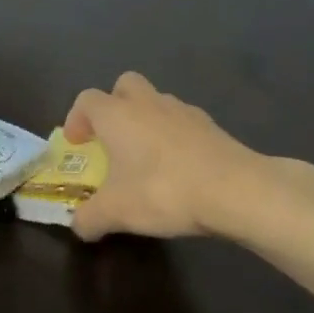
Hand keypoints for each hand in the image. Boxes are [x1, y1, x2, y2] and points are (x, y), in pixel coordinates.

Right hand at [64, 72, 276, 242]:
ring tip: (147, 156)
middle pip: (125, 86)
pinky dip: (175, 137)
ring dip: (146, 120)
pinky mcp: (212, 127)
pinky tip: (180, 168)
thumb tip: (78, 226)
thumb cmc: (163, 190)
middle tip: (112, 137)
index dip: (76, 119)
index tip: (78, 144)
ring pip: (157, 102)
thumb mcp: (116, 212)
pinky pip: (183, 123)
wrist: (237, 190)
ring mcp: (183, 111)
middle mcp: (147, 103)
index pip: (86, 100)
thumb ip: (90, 218)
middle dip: (114, 105)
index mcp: (116, 115)